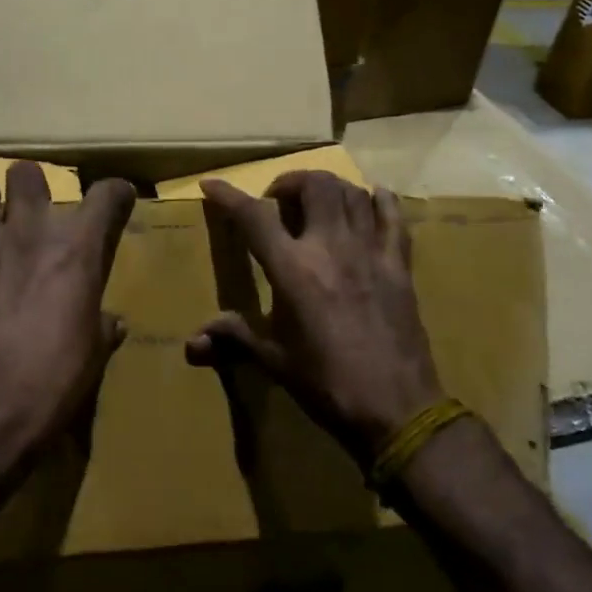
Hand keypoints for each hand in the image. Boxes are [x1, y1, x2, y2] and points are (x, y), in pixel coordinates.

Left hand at [0, 162, 135, 448]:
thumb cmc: (55, 380)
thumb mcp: (92, 356)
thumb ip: (102, 329)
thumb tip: (113, 324)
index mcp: (77, 250)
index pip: (107, 196)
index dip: (115, 194)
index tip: (116, 200)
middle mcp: (29, 232)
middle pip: (28, 175)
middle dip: (29, 185)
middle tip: (30, 207)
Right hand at [189, 171, 444, 463]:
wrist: (397, 409)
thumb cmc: (327, 384)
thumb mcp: (274, 359)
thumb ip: (234, 337)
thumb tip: (192, 343)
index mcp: (293, 270)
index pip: (254, 217)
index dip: (229, 195)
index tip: (212, 184)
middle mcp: (331, 247)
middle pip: (314, 186)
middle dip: (290, 182)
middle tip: (279, 201)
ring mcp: (370, 251)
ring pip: (352, 193)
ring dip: (329, 188)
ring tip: (317, 203)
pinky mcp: (399, 264)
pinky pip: (394, 216)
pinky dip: (380, 201)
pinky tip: (370, 202)